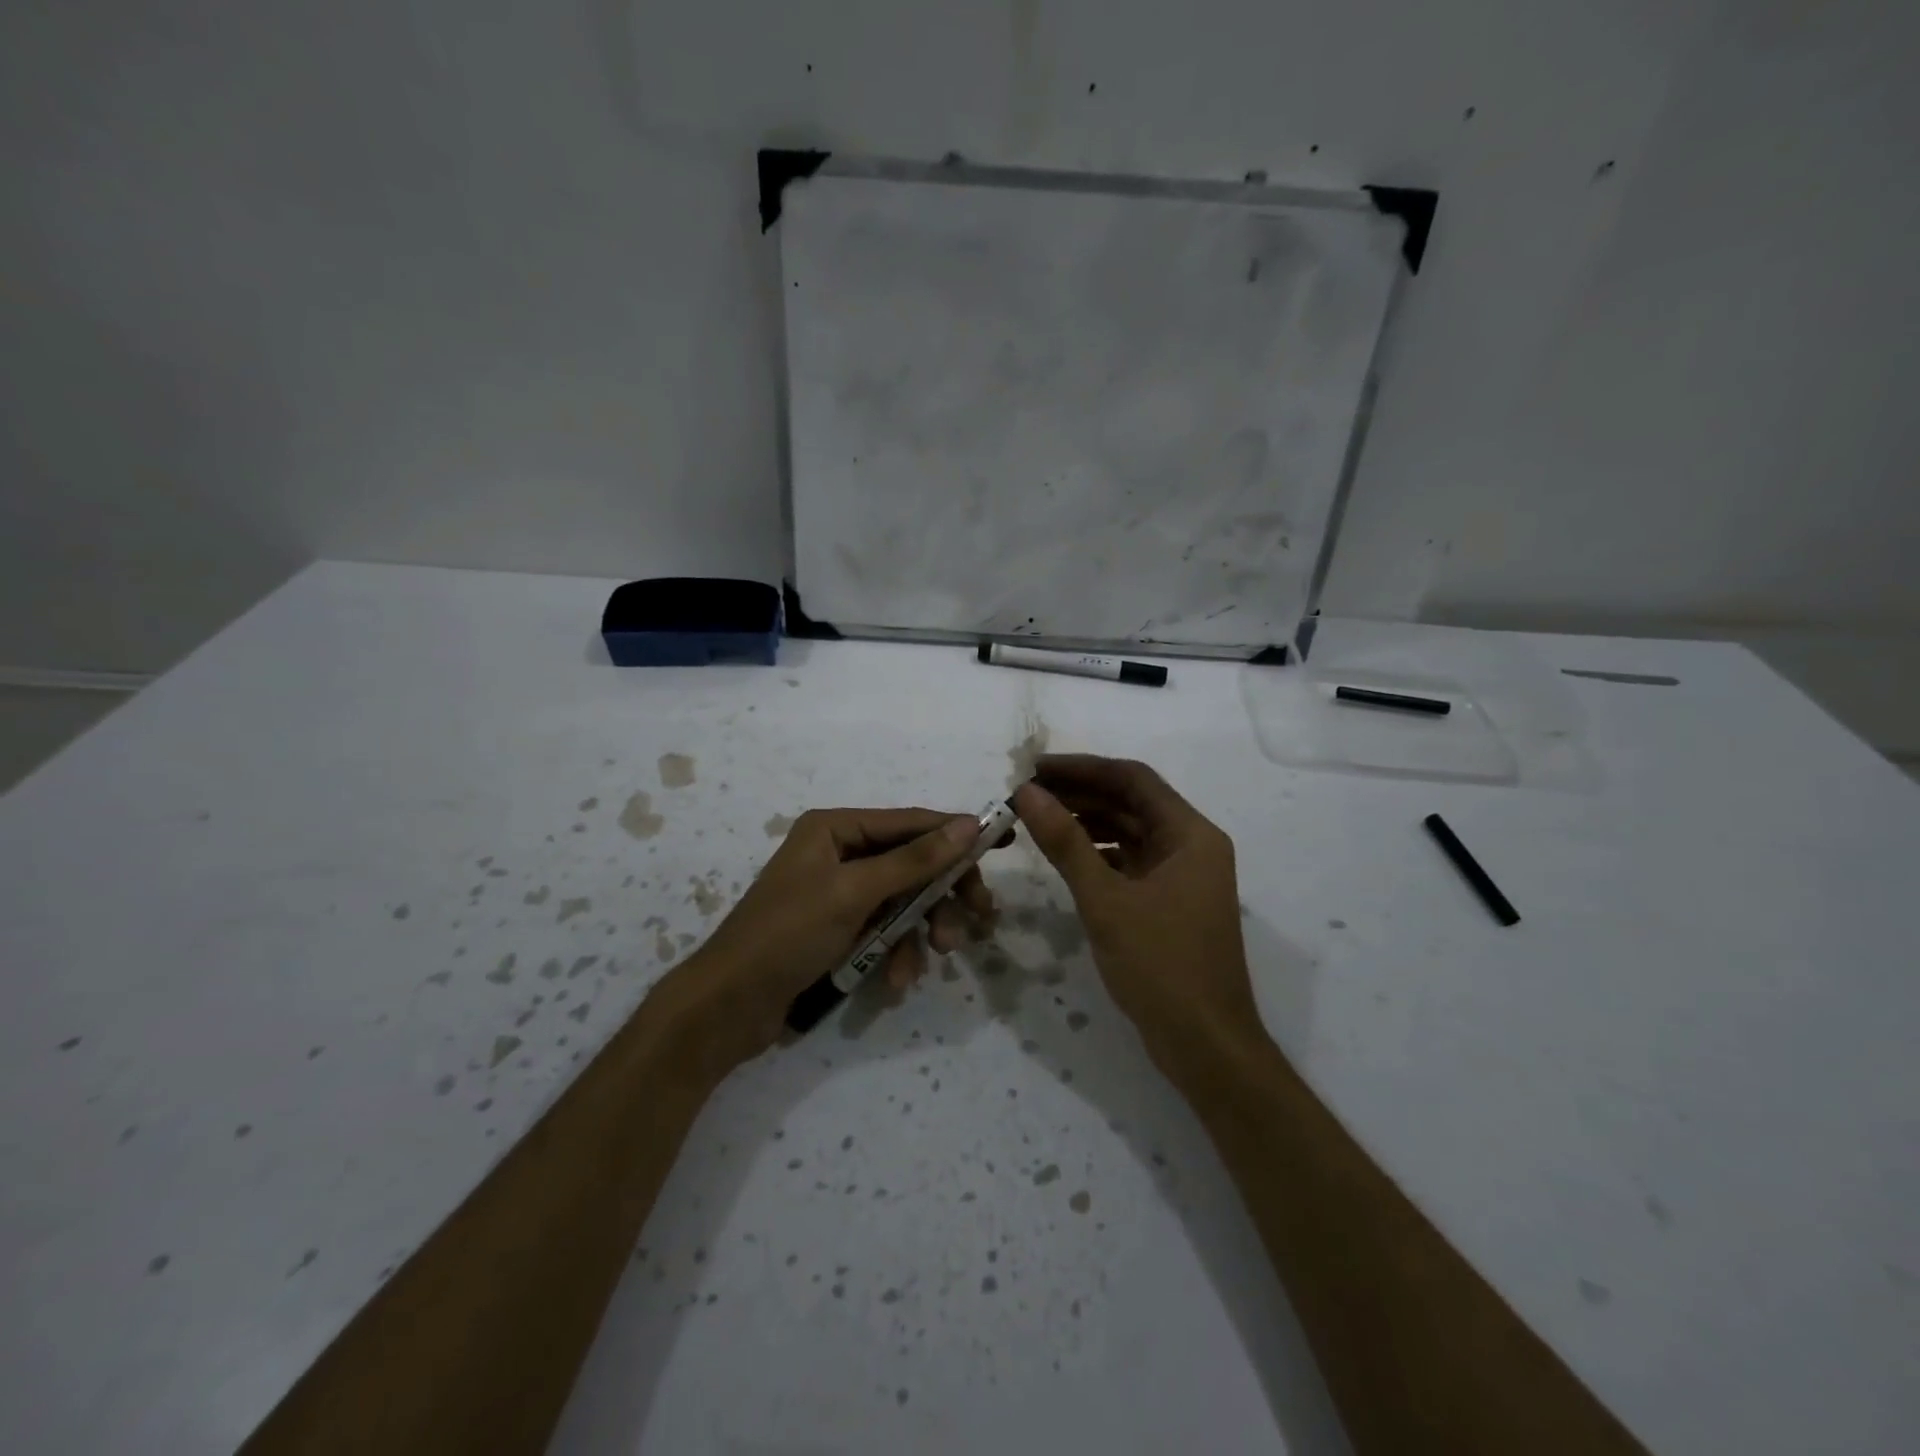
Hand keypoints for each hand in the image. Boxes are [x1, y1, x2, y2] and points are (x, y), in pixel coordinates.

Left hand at [656, 808, 996, 1081]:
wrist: (728, 1007)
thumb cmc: (788, 934)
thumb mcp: (855, 893)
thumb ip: (914, 860)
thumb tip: (969, 825)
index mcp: (835, 829)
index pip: (910, 823)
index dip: (957, 833)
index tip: (1004, 842)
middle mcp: (839, 854)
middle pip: (912, 864)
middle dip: (942, 894)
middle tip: (979, 919)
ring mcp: (839, 895)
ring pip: (903, 902)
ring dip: (921, 931)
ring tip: (935, 958)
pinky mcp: (839, 931)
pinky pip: (884, 932)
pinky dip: (897, 953)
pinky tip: (898, 981)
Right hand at [1013, 755, 1260, 1071]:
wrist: (1206, 1046)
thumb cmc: (1161, 966)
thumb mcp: (1106, 900)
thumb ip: (1066, 842)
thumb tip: (1028, 793)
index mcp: (1191, 835)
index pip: (1133, 779)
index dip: (1082, 768)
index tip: (1034, 768)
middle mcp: (1192, 846)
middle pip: (1132, 803)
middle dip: (1081, 794)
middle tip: (1027, 793)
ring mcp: (1183, 876)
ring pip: (1130, 833)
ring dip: (1088, 823)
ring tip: (1039, 820)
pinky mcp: (1171, 903)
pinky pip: (1130, 863)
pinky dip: (1098, 854)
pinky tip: (1066, 858)